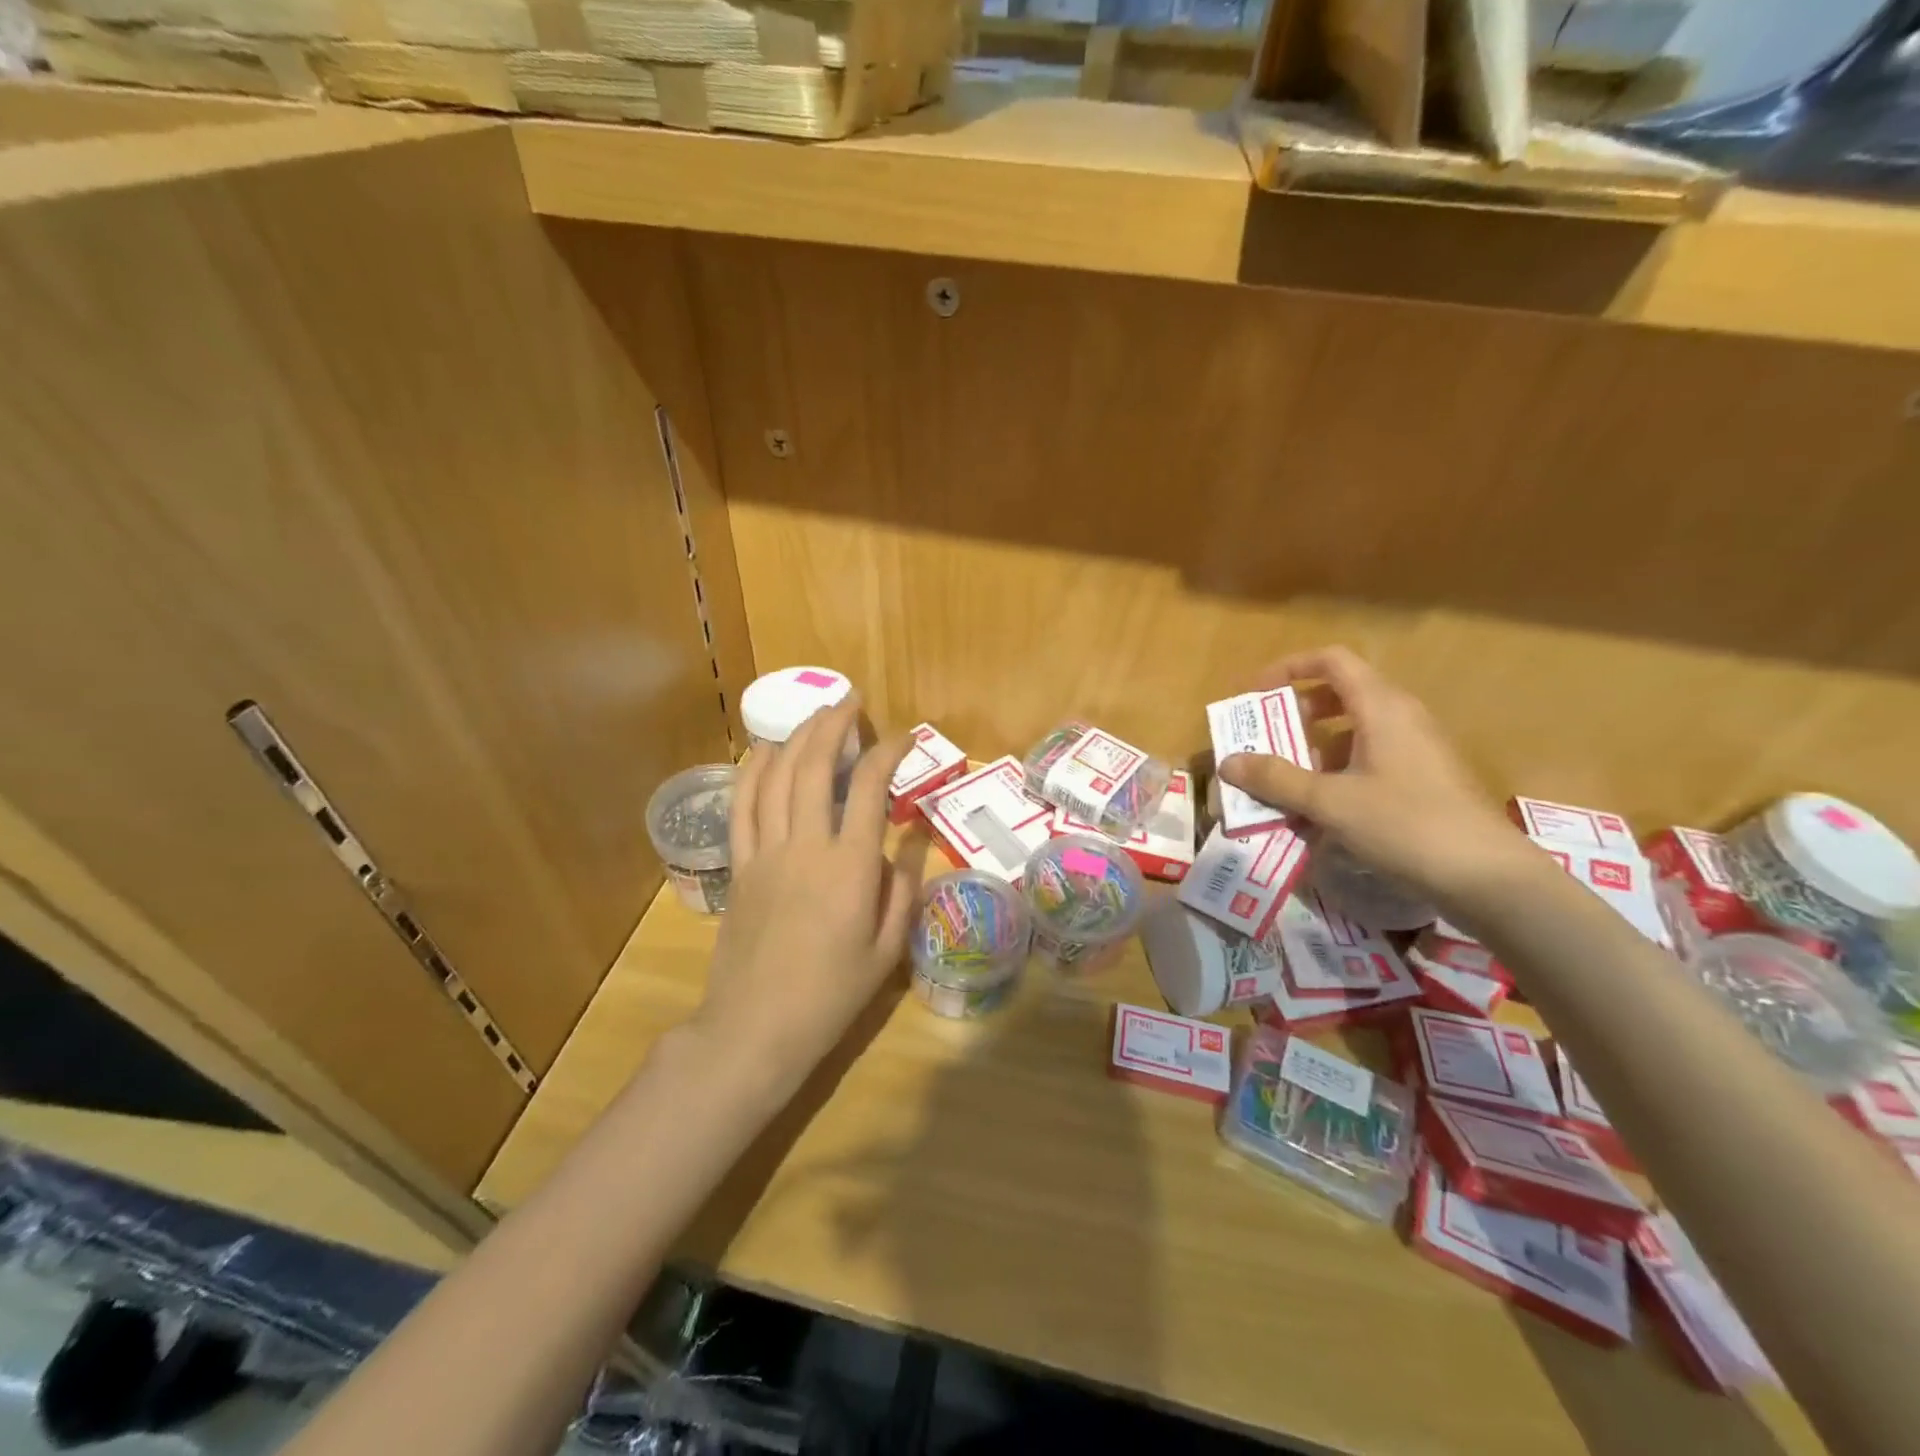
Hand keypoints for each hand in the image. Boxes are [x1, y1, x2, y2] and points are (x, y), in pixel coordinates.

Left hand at [689, 699, 925, 1105]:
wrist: (756, 1028)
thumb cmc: (830, 995)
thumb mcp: (887, 951)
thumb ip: (902, 891)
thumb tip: (909, 844)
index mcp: (850, 868)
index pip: (871, 789)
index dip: (889, 753)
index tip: (904, 737)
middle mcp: (806, 846)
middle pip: (815, 767)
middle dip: (834, 725)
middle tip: (850, 702)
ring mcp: (765, 852)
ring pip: (776, 777)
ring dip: (795, 737)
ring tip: (813, 715)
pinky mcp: (739, 866)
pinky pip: (742, 806)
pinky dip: (752, 771)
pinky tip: (762, 750)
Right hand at [1216, 647, 1533, 909]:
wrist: (1487, 877)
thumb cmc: (1405, 824)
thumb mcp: (1330, 802)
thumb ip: (1276, 779)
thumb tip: (1229, 761)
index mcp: (1382, 707)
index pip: (1332, 661)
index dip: (1289, 668)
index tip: (1256, 694)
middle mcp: (1402, 718)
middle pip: (1341, 693)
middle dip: (1296, 712)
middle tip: (1266, 739)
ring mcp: (1417, 749)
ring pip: (1355, 730)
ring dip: (1315, 747)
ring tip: (1287, 781)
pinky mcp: (1424, 779)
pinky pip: (1370, 759)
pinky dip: (1338, 771)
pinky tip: (1323, 810)